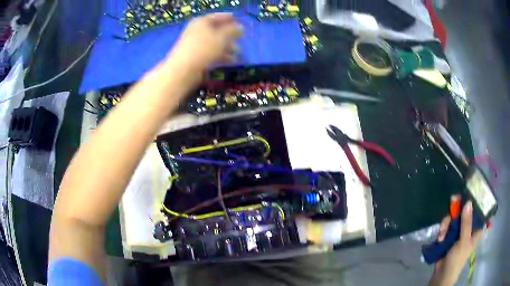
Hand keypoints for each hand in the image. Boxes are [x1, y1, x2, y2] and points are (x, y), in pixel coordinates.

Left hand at [169, 13, 242, 71]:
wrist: (183, 70)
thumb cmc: (204, 48)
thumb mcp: (222, 37)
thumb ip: (233, 31)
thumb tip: (240, 28)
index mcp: (201, 22)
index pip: (217, 17)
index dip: (229, 18)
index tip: (239, 21)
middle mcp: (197, 31)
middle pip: (216, 30)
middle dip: (230, 35)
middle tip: (241, 39)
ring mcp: (195, 45)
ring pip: (214, 43)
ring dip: (227, 47)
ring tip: (238, 53)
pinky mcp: (195, 57)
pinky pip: (210, 53)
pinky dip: (221, 56)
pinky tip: (231, 61)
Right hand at [428, 197, 483, 285]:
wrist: (441, 274)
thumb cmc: (457, 259)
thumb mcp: (463, 241)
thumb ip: (466, 223)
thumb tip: (468, 201)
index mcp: (476, 228)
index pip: (479, 210)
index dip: (475, 200)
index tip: (468, 191)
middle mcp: (469, 227)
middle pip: (465, 211)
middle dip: (457, 210)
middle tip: (452, 201)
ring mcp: (459, 231)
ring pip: (454, 217)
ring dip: (447, 223)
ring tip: (442, 235)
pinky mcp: (449, 235)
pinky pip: (447, 225)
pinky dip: (442, 230)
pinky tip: (440, 237)